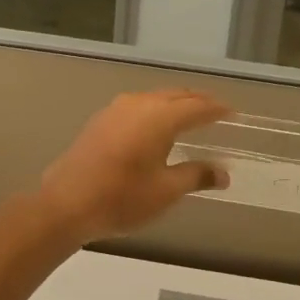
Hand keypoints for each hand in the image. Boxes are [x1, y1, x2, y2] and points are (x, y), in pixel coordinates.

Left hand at [37, 90, 231, 243]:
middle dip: (198, 102)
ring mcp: (115, 110)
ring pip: (155, 98)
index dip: (218, 109)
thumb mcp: (165, 191)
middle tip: (216, 112)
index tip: (234, 114)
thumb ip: (196, 175)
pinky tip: (156, 127)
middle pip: (176, 95)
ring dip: (175, 104)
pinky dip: (155, 110)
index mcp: (159, 117)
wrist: (65, 203)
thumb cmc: (121, 198)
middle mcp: (138, 104)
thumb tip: (223, 173)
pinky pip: (137, 106)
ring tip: (190, 117)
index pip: (197, 106)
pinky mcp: (100, 120)